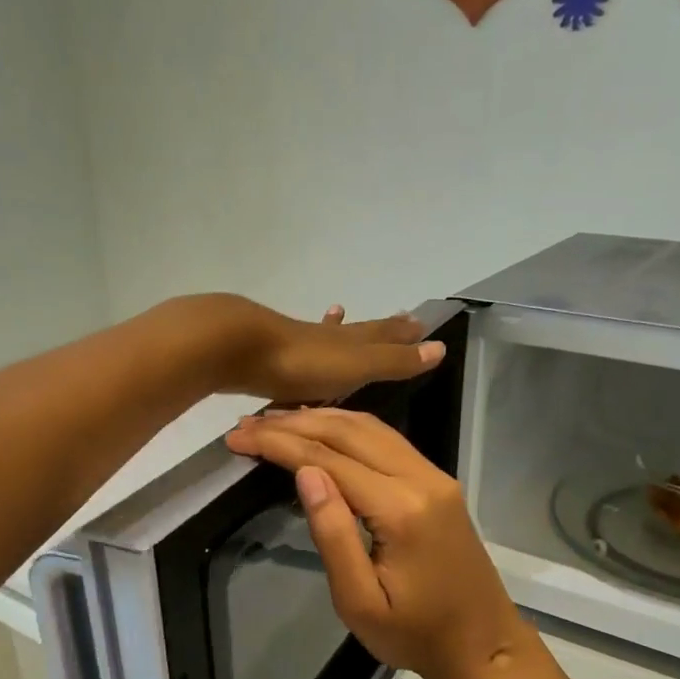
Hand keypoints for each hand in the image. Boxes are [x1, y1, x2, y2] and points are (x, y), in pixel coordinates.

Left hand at [180, 296, 444, 404]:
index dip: (401, 332)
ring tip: (338, 313)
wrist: (239, 348)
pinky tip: (289, 346)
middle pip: (356, 331)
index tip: (418, 321)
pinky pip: (294, 351)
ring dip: (335, 328)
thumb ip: (394, 360)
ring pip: (323, 335)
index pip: (383, 334)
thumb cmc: (303, 362)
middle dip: (376, 328)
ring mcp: (294, 343)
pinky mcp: (267, 355)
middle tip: (395, 317)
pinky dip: (300, 346)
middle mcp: (325, 338)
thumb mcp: (357, 366)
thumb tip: (439, 348)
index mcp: (349, 342)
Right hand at [225, 408, 539, 678]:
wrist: (483, 645)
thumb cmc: (415, 635)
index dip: (280, 444)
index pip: (329, 459)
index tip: (239, 437)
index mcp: (401, 509)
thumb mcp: (360, 602)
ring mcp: (436, 477)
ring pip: (373, 427)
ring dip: (322, 418)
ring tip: (276, 420)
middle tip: (248, 423)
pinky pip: (389, 440)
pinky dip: (350, 428)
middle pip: (350, 431)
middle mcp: (422, 479)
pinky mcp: (439, 484)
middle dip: (295, 423)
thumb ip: (333, 535)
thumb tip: (305, 473)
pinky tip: (325, 429)